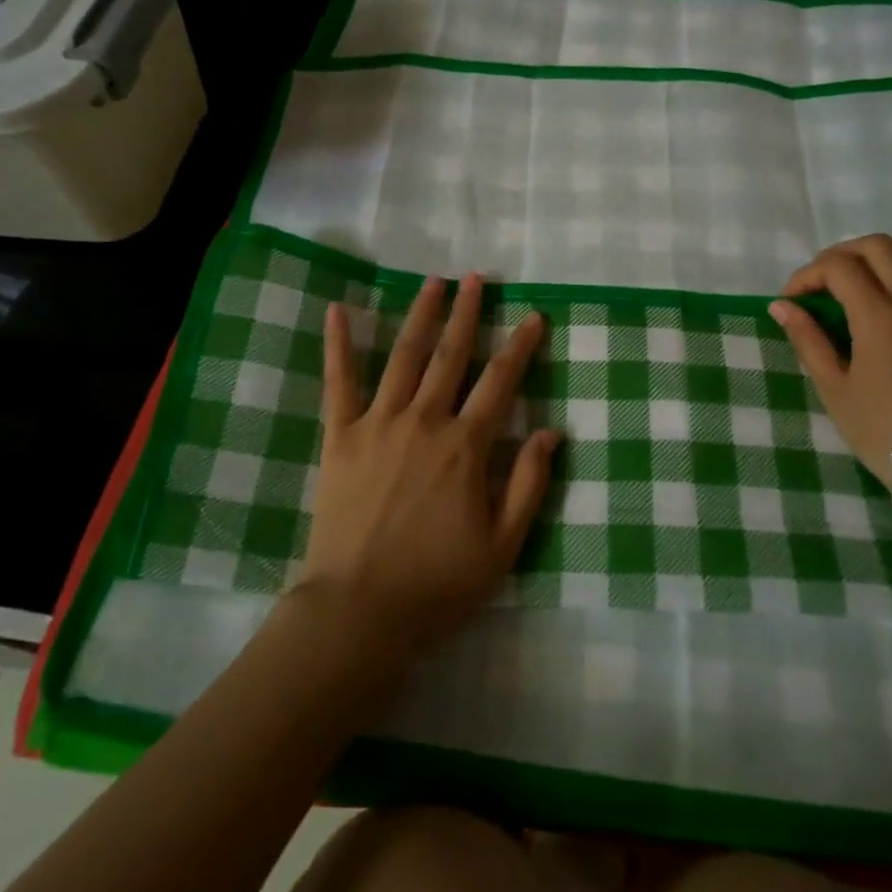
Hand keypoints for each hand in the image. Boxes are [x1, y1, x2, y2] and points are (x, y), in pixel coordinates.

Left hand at [297, 274, 560, 653]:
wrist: (358, 613)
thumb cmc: (437, 584)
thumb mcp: (503, 546)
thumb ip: (529, 484)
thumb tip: (553, 432)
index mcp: (465, 446)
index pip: (501, 382)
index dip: (521, 346)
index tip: (534, 316)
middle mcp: (425, 421)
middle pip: (451, 355)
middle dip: (469, 313)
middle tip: (478, 278)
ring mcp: (379, 424)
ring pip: (404, 356)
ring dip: (422, 315)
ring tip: (434, 282)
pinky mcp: (341, 436)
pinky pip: (339, 382)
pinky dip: (338, 344)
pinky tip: (339, 309)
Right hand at [769, 235, 891, 491]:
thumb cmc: (883, 431)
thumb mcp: (834, 388)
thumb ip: (807, 340)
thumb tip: (782, 306)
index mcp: (878, 315)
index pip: (838, 266)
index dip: (807, 275)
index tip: (792, 300)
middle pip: (877, 246)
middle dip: (842, 255)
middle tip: (823, 285)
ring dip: (883, 256)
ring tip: (863, 282)